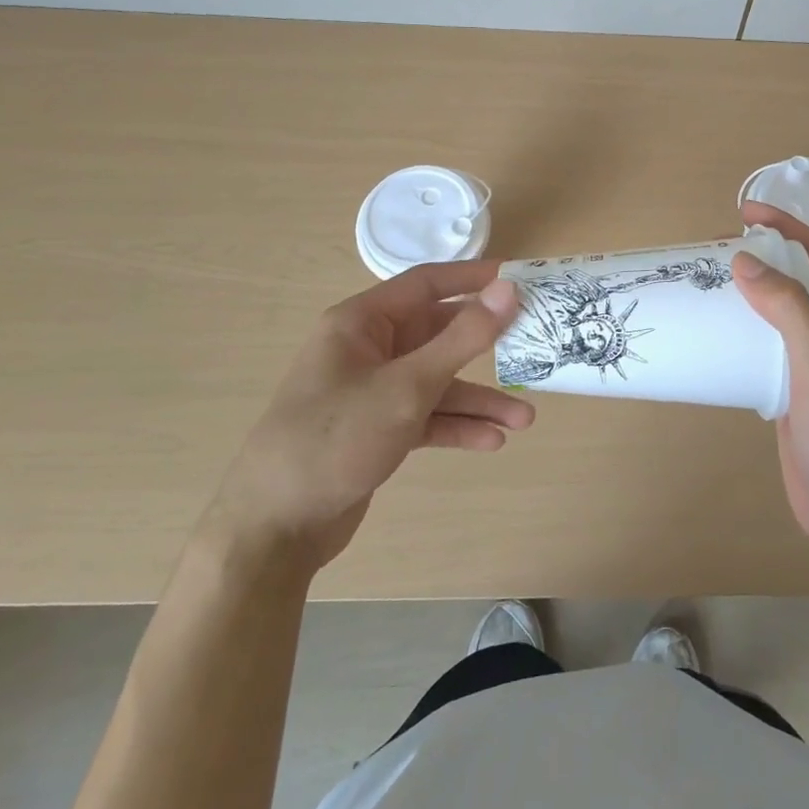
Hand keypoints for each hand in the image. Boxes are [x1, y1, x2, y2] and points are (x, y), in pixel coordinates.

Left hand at [208, 262, 530, 574]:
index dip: (475, 279)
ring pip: (437, 381)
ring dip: (478, 399)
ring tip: (525, 418)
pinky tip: (492, 442)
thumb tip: (509, 289)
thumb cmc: (336, 438)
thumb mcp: (407, 386)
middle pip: (438, 333)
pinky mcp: (377, 429)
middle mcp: (368, 349)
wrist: (274, 529)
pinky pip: (427, 416)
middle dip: (486, 347)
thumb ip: (463, 337)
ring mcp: (372, 391)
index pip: (427, 283)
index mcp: (362, 323)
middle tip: (534, 346)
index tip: (522, 279)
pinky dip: (457, 427)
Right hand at [732, 201, 808, 556]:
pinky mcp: (794, 384)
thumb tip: (744, 261)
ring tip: (710, 279)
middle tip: (718, 245)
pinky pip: (768, 341)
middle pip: (798, 275)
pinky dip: (744, 326)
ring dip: (751, 289)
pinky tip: (717, 329)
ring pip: (780, 308)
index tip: (745, 211)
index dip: (786, 225)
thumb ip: (787, 307)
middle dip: (764, 253)